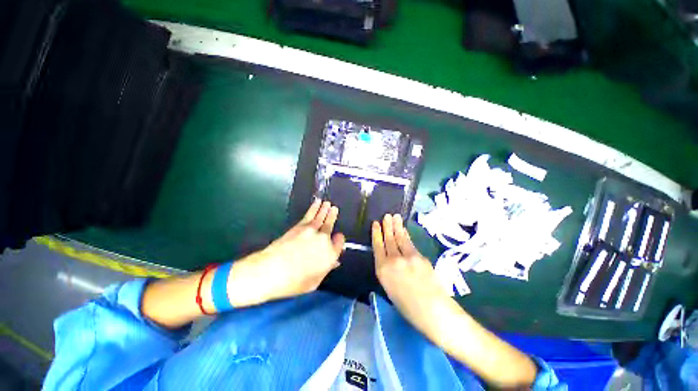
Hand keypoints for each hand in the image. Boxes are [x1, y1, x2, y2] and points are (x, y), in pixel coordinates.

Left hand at [228, 200, 345, 304]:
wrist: (271, 271)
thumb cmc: (293, 282)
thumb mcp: (314, 282)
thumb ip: (326, 269)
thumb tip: (334, 262)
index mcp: (330, 255)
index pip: (339, 243)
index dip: (339, 240)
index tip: (337, 237)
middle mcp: (323, 240)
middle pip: (330, 226)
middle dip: (333, 217)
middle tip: (334, 209)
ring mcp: (312, 231)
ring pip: (321, 217)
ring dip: (325, 209)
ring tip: (328, 203)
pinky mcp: (300, 226)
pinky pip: (311, 214)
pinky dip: (314, 208)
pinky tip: (317, 203)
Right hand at [372, 214, 449, 334]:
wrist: (433, 311)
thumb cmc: (408, 308)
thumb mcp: (390, 289)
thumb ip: (387, 272)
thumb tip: (389, 260)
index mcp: (382, 271)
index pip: (377, 247)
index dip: (376, 234)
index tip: (375, 224)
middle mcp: (392, 260)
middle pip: (388, 240)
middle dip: (387, 227)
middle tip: (386, 216)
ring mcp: (407, 257)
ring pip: (399, 238)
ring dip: (396, 226)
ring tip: (394, 217)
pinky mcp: (419, 256)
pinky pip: (410, 243)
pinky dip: (406, 235)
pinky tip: (404, 230)